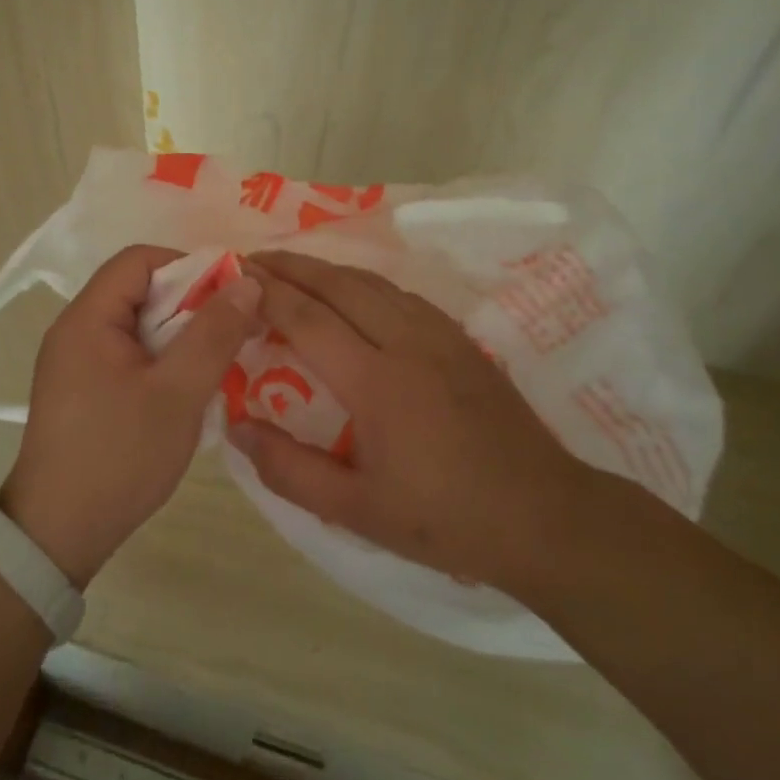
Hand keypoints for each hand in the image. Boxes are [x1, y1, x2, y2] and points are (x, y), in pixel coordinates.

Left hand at [0, 244, 261, 585]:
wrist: (58, 534)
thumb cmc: (119, 456)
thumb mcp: (177, 393)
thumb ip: (213, 334)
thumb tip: (246, 282)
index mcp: (88, 318)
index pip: (139, 261)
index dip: (188, 266)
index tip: (230, 295)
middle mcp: (75, 330)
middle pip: (138, 290)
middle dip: (189, 303)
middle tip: (232, 330)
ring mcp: (75, 361)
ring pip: (137, 325)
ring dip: (179, 335)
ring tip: (217, 359)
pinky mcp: (82, 389)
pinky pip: (128, 354)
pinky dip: (161, 359)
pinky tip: (188, 387)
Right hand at [228, 251, 593, 592]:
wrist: (544, 516)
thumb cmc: (444, 518)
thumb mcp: (356, 510)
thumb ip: (289, 469)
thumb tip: (236, 427)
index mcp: (375, 382)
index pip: (307, 319)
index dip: (267, 293)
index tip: (235, 277)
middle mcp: (405, 342)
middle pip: (337, 284)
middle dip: (291, 266)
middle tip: (252, 260)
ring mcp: (438, 334)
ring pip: (371, 282)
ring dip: (326, 269)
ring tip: (292, 269)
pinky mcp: (460, 338)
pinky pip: (399, 293)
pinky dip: (362, 282)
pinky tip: (352, 293)